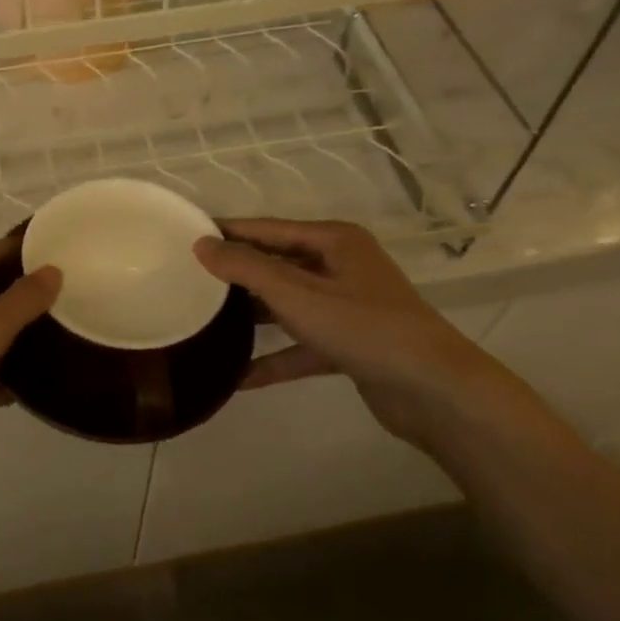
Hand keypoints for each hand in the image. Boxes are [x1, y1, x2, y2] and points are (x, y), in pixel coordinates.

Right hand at [194, 219, 502, 445]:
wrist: (435, 391)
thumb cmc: (364, 328)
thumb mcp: (297, 294)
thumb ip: (247, 268)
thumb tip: (201, 244)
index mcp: (333, 241)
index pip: (267, 229)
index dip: (227, 232)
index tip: (185, 237)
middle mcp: (341, 267)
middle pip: (276, 264)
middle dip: (235, 274)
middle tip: (187, 280)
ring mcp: (346, 307)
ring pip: (287, 305)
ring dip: (251, 317)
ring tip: (204, 321)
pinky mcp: (349, 344)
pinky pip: (301, 345)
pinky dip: (274, 358)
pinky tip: (237, 377)